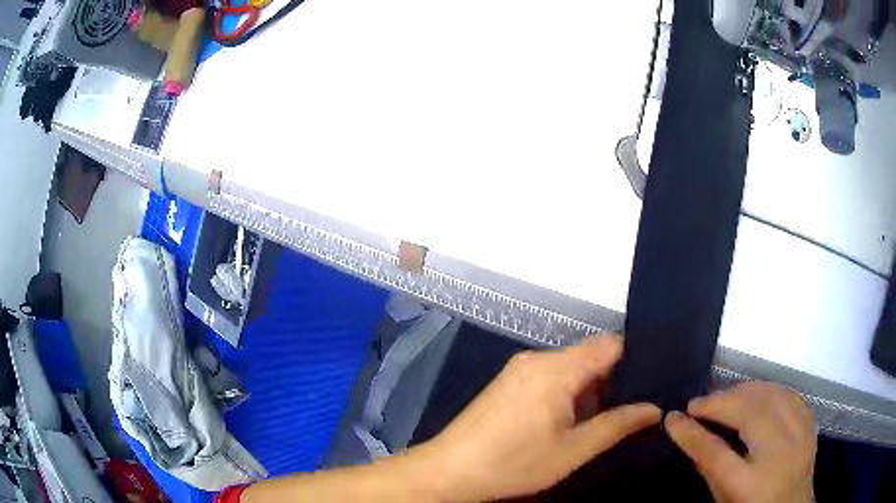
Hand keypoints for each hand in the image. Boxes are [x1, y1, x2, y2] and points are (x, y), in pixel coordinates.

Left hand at [414, 335, 661, 501]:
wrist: (450, 470)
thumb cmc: (514, 463)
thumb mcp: (573, 450)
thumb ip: (617, 425)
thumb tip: (653, 408)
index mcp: (557, 368)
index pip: (611, 344)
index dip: (636, 358)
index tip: (653, 380)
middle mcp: (538, 358)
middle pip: (591, 355)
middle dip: (613, 380)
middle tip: (632, 408)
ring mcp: (519, 368)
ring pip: (571, 367)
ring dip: (590, 389)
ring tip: (605, 418)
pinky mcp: (508, 381)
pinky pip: (550, 376)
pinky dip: (567, 391)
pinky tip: (570, 419)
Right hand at [665, 382, 816, 502]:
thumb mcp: (724, 501)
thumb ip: (710, 470)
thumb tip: (691, 436)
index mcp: (751, 485)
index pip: (716, 453)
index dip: (691, 433)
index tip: (672, 417)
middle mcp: (779, 455)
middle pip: (749, 413)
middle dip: (720, 402)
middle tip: (698, 404)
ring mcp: (799, 437)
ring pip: (772, 396)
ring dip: (743, 390)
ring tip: (724, 396)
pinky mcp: (809, 425)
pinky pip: (790, 395)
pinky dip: (769, 389)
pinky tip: (756, 393)